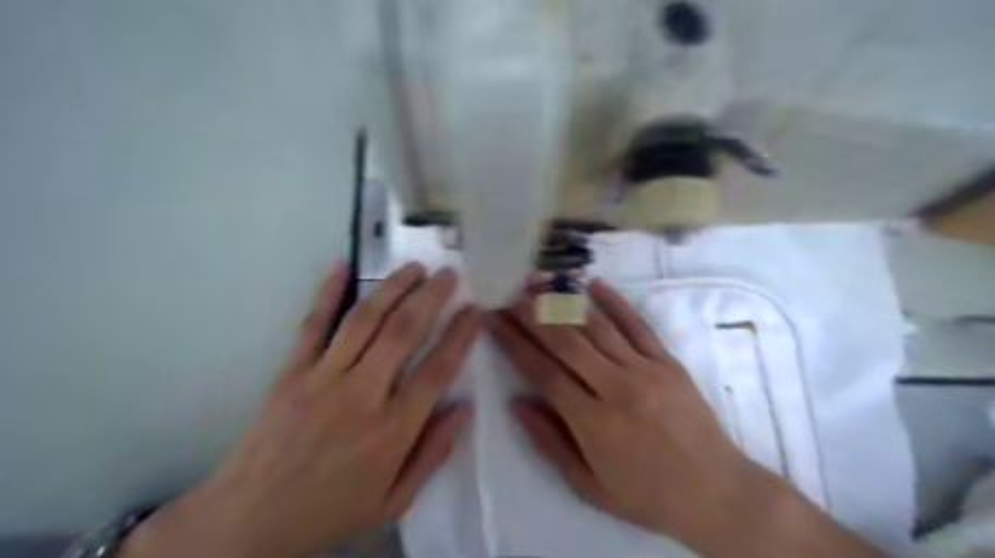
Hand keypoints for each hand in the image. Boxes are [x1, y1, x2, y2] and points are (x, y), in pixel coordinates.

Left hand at [124, 261, 482, 557]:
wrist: (248, 520)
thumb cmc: (330, 510)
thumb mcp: (393, 500)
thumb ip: (433, 454)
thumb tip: (463, 408)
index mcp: (391, 432)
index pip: (436, 371)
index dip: (459, 336)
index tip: (474, 310)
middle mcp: (361, 397)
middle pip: (403, 333)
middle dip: (431, 297)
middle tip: (449, 274)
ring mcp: (322, 379)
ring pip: (364, 321)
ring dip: (392, 288)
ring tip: (414, 267)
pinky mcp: (290, 373)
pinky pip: (312, 326)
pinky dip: (326, 293)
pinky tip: (342, 265)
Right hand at [489, 279, 884, 557]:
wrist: (717, 492)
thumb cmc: (647, 495)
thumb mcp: (589, 486)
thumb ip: (549, 442)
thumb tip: (516, 402)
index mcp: (593, 423)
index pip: (543, 372)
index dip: (514, 343)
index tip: (494, 320)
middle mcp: (617, 388)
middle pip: (566, 342)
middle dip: (533, 315)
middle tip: (510, 295)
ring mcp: (646, 370)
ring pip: (597, 327)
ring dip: (564, 301)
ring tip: (540, 281)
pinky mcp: (668, 361)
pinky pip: (637, 325)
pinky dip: (614, 302)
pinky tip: (592, 284)